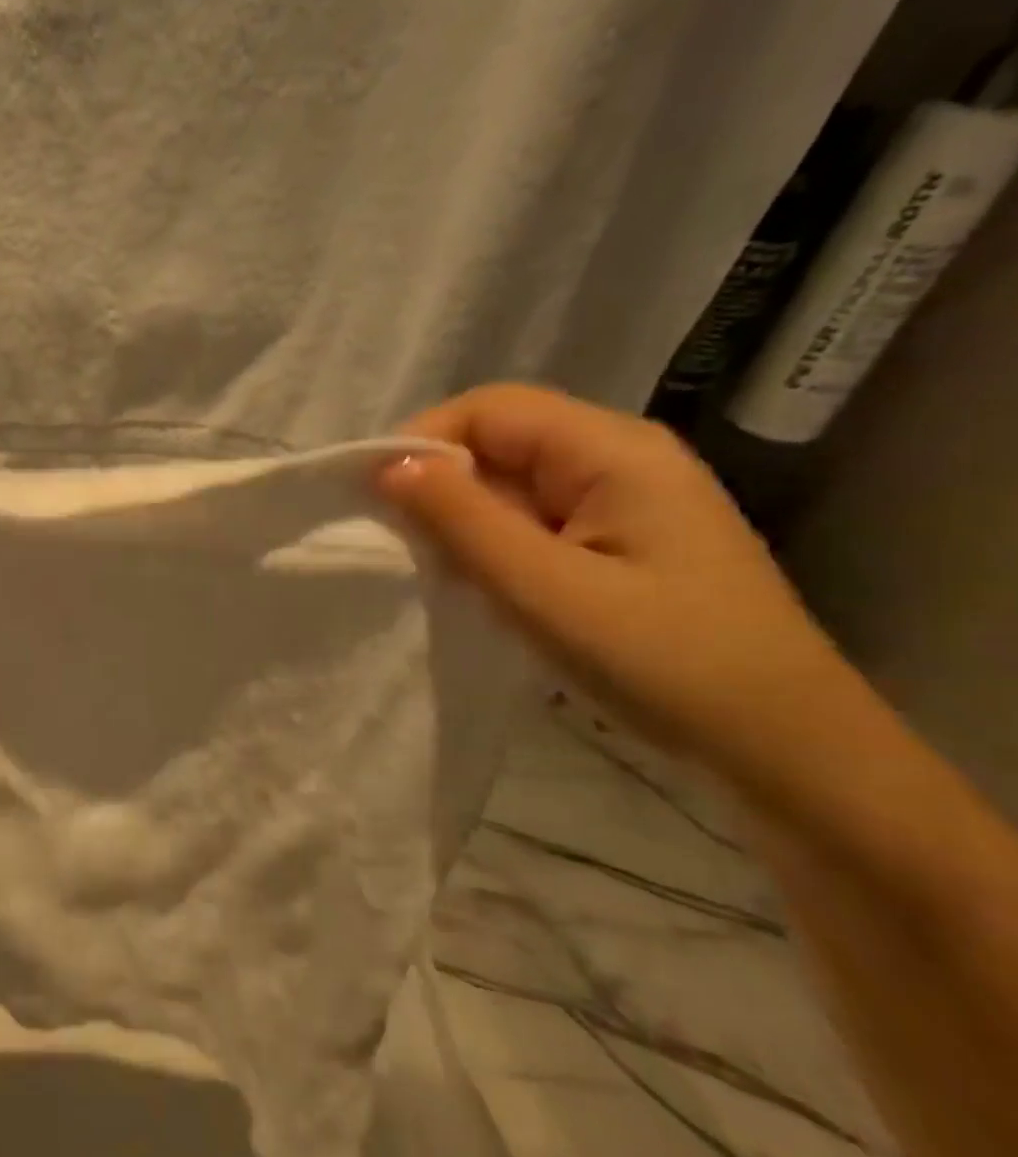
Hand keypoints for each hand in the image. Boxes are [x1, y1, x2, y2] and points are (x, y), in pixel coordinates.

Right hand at [375, 384, 851, 772]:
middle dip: (438, 482)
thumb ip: (462, 520)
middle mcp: (619, 458)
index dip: (422, 440)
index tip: (374, 500)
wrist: (781, 748)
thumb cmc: (664, 662)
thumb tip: (387, 464)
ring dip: (461, 516)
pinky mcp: (617, 540)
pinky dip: (491, 541)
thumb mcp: (545, 590)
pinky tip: (476, 581)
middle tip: (397, 543)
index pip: (490, 408)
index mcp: (613, 451)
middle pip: (500, 438)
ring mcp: (622, 500)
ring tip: (432, 567)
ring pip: (511, 481)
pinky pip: (532, 517)